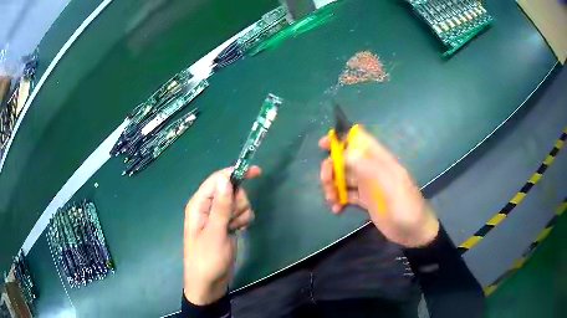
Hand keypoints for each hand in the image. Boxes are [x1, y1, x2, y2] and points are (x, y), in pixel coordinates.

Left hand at [183, 166, 260, 304]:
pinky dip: (242, 220)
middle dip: (238, 202)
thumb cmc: (208, 259)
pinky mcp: (226, 224)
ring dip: (241, 214)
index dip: (235, 173)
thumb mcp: (215, 233)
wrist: (209, 282)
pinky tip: (237, 231)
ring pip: (238, 202)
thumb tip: (225, 179)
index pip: (218, 180)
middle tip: (233, 220)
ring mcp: (218, 216)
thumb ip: (221, 206)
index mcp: (199, 204)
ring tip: (233, 229)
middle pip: (231, 190)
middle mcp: (208, 207)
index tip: (257, 173)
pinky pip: (240, 213)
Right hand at [320, 125, 438, 246]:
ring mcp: (369, 186)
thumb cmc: (404, 207)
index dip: (341, 138)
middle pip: (346, 160)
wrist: (413, 232)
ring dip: (333, 186)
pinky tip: (336, 210)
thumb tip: (345, 151)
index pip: (360, 140)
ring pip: (344, 178)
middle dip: (332, 168)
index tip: (322, 145)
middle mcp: (372, 169)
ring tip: (332, 200)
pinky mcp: (366, 201)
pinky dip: (339, 200)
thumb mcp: (388, 185)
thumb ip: (367, 167)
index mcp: (380, 160)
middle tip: (326, 183)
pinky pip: (348, 195)